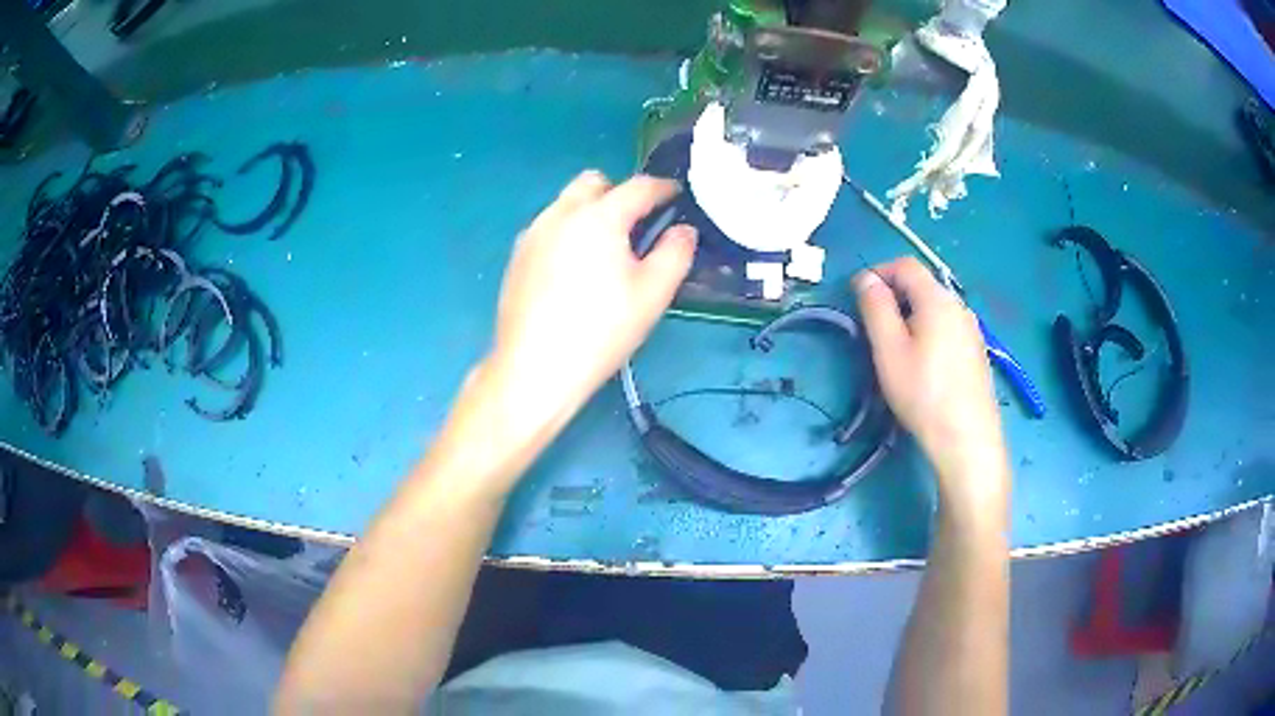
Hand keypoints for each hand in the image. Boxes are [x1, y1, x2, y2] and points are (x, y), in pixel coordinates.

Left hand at [486, 171, 696, 429]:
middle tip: (637, 225)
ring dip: (591, 211)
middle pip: (594, 182)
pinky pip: (548, 226)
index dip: (663, 188)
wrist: (534, 368)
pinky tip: (573, 270)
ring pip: (567, 203)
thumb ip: (675, 253)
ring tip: (604, 251)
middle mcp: (561, 213)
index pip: (638, 186)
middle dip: (619, 193)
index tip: (677, 196)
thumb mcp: (652, 294)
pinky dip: (568, 232)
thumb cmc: (600, 331)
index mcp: (599, 216)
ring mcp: (533, 233)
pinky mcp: (516, 256)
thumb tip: (683, 230)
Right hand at [853, 257, 1008, 512]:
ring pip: (936, 308)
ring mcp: (972, 330)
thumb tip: (865, 277)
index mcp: (937, 299)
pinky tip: (923, 365)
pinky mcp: (977, 353)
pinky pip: (948, 328)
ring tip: (896, 349)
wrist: (967, 439)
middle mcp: (959, 306)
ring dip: (911, 315)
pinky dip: (928, 332)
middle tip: (873, 327)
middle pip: (923, 285)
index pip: (905, 265)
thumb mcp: (889, 350)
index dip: (878, 271)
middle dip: (894, 295)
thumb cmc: (923, 393)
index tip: (858, 296)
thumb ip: (875, 307)